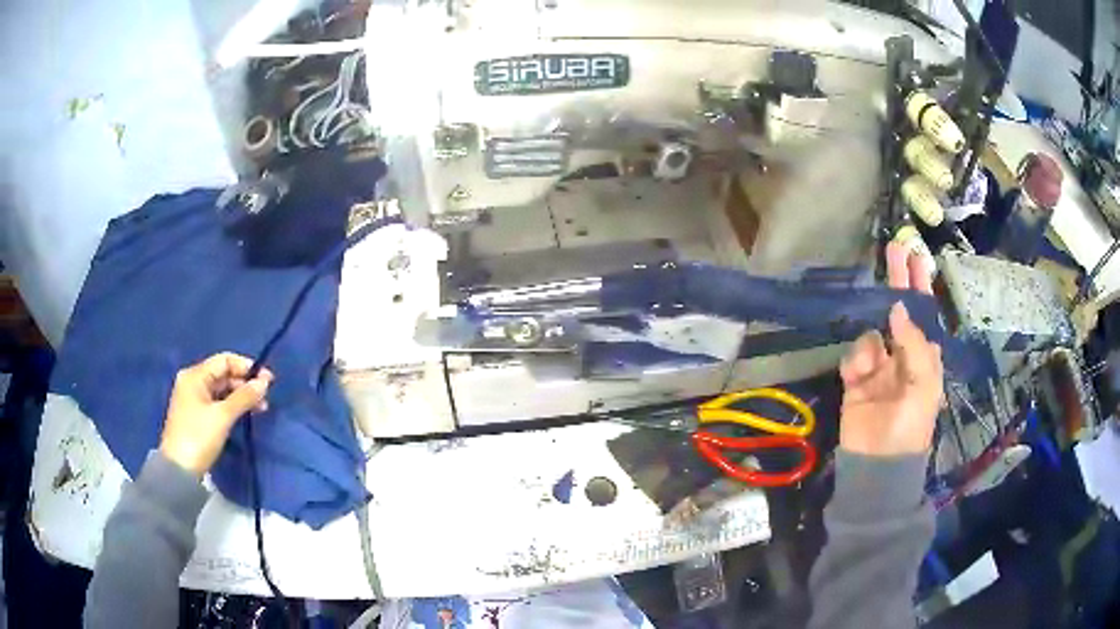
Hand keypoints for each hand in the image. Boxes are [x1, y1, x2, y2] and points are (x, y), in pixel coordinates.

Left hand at [160, 353, 273, 476]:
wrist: (179, 470)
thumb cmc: (198, 437)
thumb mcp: (222, 416)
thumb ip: (244, 397)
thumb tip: (264, 382)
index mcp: (195, 375)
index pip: (224, 360)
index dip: (247, 367)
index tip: (268, 380)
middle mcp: (192, 382)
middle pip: (223, 374)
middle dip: (245, 383)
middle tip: (266, 397)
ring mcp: (193, 399)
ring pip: (222, 390)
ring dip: (241, 396)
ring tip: (260, 408)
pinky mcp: (196, 416)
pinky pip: (217, 403)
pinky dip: (232, 406)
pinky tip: (245, 414)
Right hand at [838, 243, 943, 455]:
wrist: (878, 462)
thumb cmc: (910, 424)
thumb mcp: (923, 384)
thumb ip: (913, 343)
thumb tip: (897, 307)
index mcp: (924, 356)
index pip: (923, 313)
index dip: (920, 285)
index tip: (916, 256)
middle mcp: (902, 355)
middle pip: (898, 312)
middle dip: (896, 283)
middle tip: (893, 249)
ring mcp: (878, 367)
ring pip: (872, 334)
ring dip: (871, 346)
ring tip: (871, 370)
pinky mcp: (855, 379)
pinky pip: (854, 355)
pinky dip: (855, 362)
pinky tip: (858, 378)